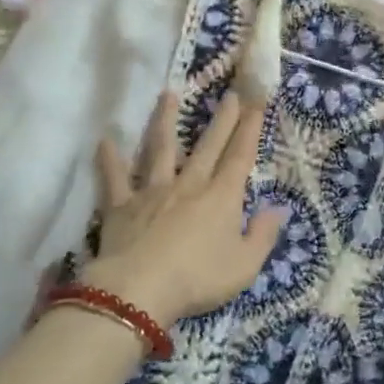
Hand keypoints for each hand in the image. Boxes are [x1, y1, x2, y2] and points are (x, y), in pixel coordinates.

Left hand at [85, 89, 286, 329]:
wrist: (140, 290)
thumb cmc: (198, 279)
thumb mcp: (245, 265)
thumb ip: (263, 235)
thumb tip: (279, 209)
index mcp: (221, 197)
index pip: (239, 157)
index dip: (249, 130)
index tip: (256, 103)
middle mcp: (189, 185)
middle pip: (207, 146)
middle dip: (221, 119)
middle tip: (229, 93)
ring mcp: (152, 192)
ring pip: (160, 149)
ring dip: (164, 121)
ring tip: (167, 95)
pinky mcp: (121, 207)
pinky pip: (114, 179)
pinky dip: (109, 160)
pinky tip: (104, 140)